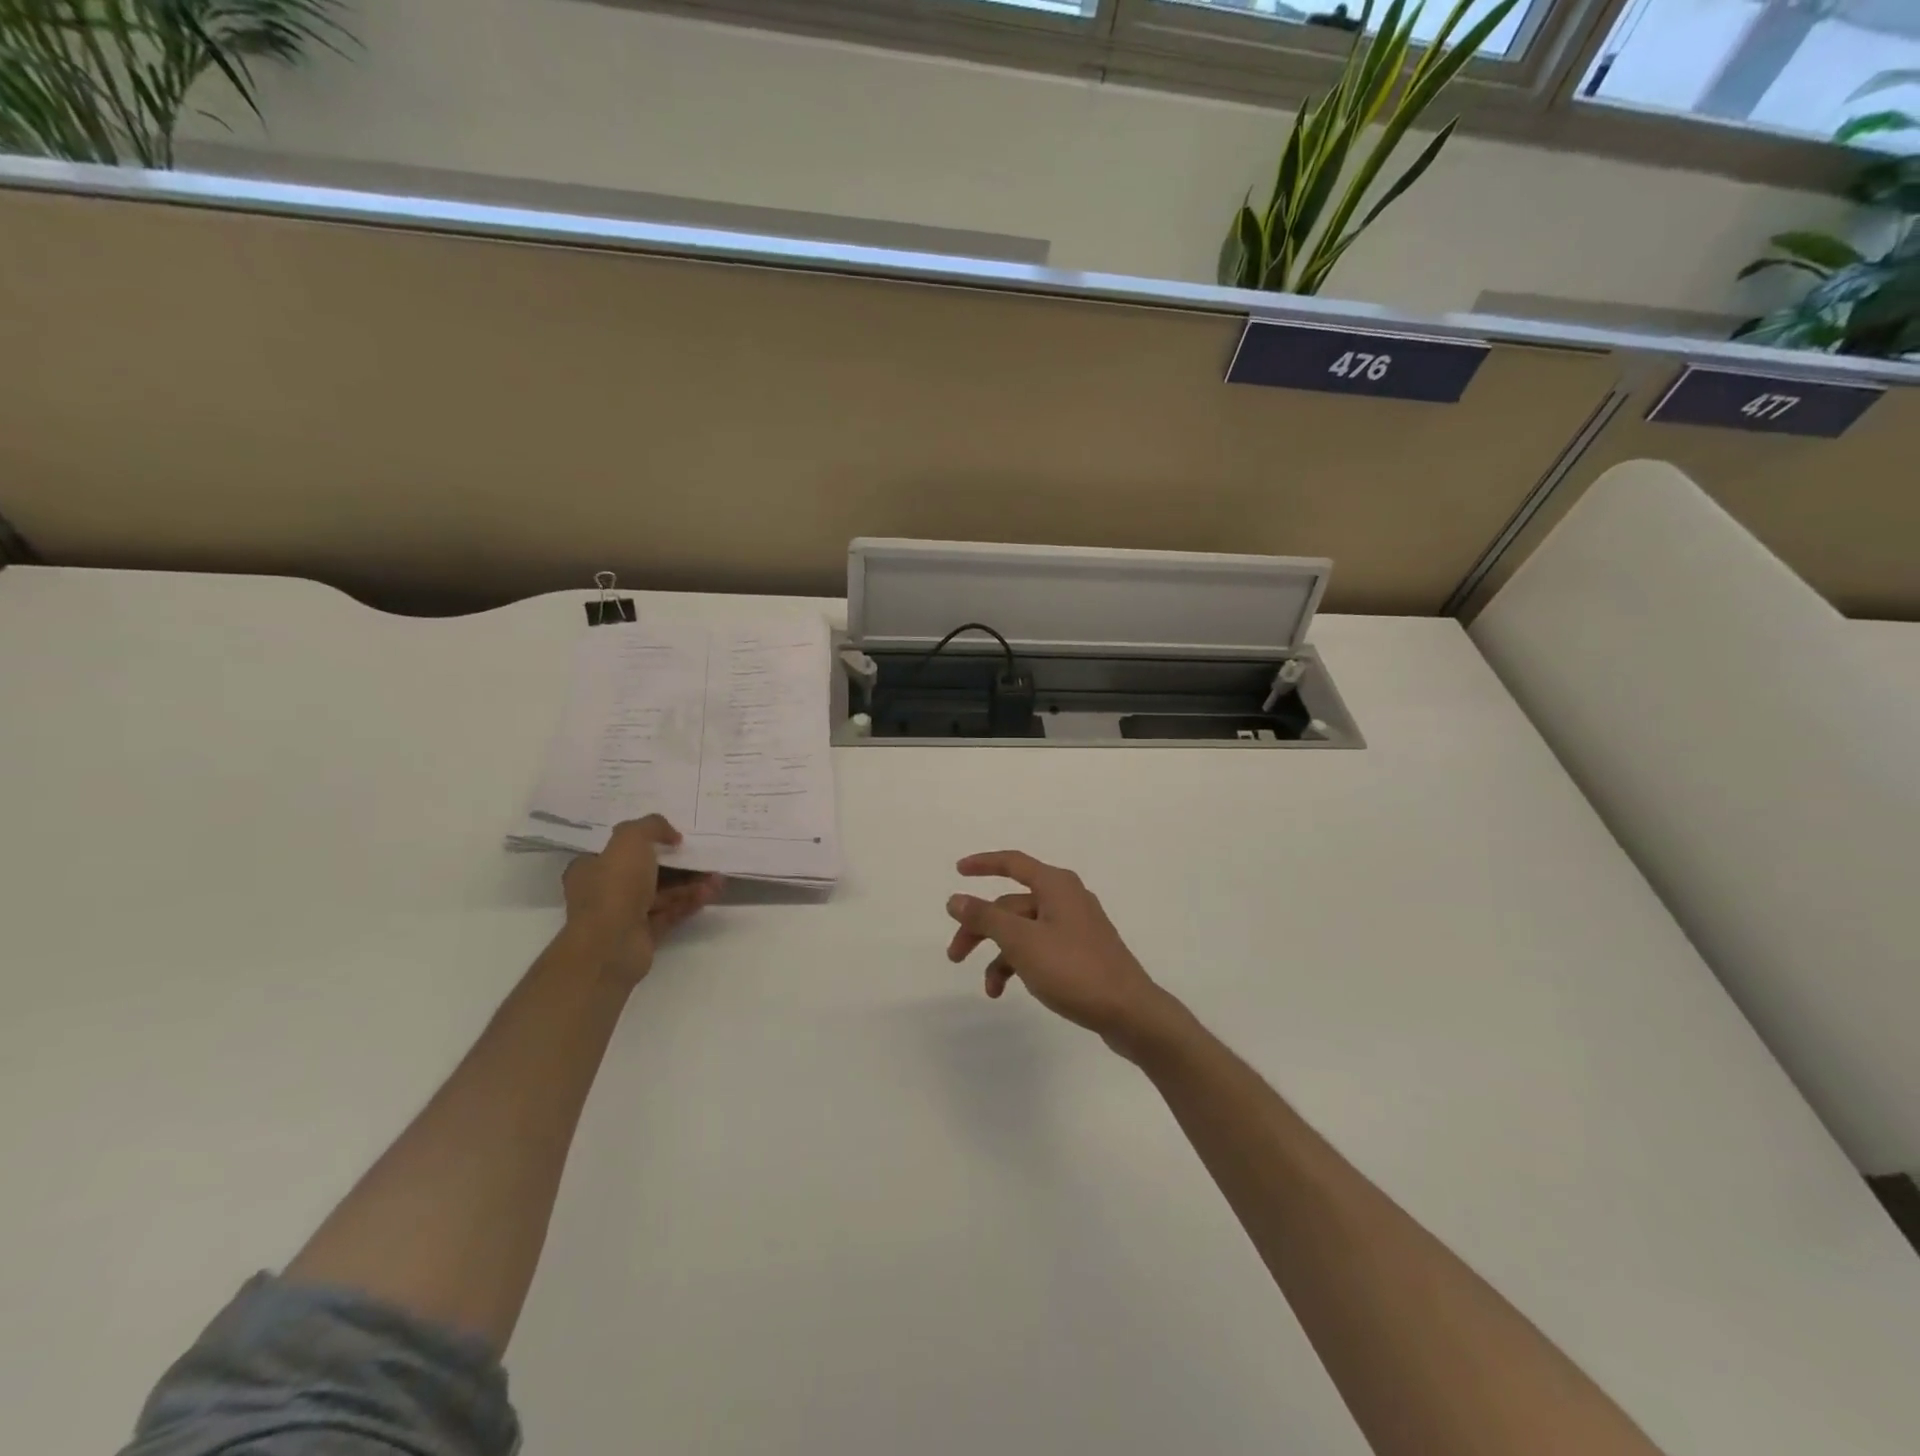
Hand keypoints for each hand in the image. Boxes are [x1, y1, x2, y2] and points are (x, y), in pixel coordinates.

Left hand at [561, 816, 723, 985]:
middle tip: (703, 856)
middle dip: (678, 864)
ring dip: (690, 884)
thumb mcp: (630, 840)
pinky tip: (710, 893)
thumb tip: (672, 835)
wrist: (609, 946)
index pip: (619, 850)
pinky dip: (689, 902)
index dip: (647, 841)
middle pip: (647, 871)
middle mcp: (605, 891)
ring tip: (717, 877)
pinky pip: (670, 913)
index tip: (674, 837)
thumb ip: (651, 826)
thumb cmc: (614, 887)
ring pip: (662, 893)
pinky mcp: (643, 935)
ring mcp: (624, 915)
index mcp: (591, 867)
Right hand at [945, 851, 1178, 1054]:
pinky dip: (1021, 964)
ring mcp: (1075, 927)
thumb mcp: (1021, 941)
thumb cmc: (1073, 969)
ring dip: (1000, 955)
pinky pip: (1040, 948)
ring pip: (1024, 931)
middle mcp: (1066, 898)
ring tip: (989, 989)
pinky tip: (1009, 989)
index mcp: (1056, 885)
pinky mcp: (1081, 953)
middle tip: (955, 955)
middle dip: (981, 928)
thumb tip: (956, 898)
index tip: (957, 871)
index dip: (983, 864)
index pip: (1012, 863)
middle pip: (1011, 904)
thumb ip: (985, 918)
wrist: (1129, 1012)